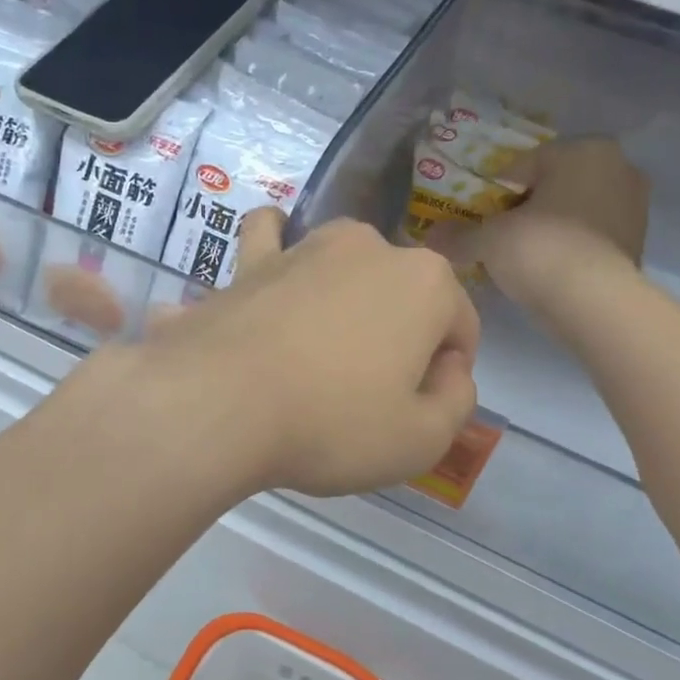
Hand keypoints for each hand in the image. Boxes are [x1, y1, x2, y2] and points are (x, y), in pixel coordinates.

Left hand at [123, 211, 478, 497]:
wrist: (219, 403)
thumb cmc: (332, 424)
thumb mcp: (422, 440)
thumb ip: (457, 400)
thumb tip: (449, 372)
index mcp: (425, 282)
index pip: (460, 325)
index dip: (449, 371)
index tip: (422, 409)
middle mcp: (369, 247)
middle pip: (403, 293)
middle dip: (401, 334)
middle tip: (371, 391)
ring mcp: (304, 246)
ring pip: (343, 264)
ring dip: (346, 295)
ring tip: (325, 345)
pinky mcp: (250, 262)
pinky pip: (269, 239)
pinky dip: (276, 251)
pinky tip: (274, 269)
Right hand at [429, 138, 649, 309]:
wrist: (596, 303)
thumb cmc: (540, 250)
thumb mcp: (489, 240)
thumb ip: (459, 235)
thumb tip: (428, 237)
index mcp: (582, 151)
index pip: (523, 165)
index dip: (495, 191)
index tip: (478, 216)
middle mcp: (617, 167)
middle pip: (554, 185)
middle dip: (526, 206)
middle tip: (498, 235)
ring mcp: (634, 206)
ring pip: (575, 210)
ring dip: (550, 226)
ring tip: (521, 256)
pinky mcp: (638, 242)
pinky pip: (592, 236)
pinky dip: (570, 247)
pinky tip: (548, 269)